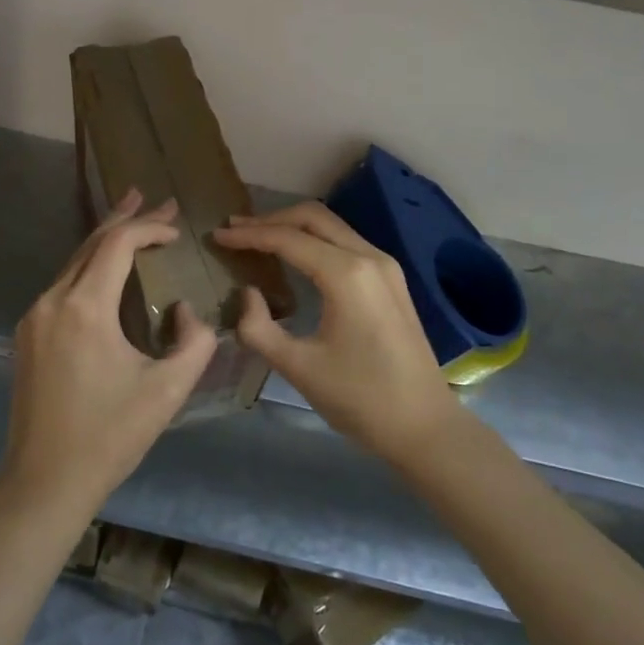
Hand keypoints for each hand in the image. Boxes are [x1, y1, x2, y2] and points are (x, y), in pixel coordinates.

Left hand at [0, 190, 218, 522]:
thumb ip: (194, 341)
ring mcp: (35, 316)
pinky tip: (106, 267)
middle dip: (127, 217)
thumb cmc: (109, 436)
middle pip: (91, 242)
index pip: (117, 244)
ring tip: (133, 216)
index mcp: (84, 308)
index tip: (178, 230)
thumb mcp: (168, 391)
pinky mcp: (28, 333)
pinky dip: (89, 266)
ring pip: (74, 261)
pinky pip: (63, 284)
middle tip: (155, 197)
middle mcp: (53, 300)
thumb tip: (184, 310)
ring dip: (106, 239)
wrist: (43, 481)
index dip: (150, 228)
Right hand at [214, 202, 457, 464]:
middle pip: (312, 217)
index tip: (218, 236)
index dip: (249, 235)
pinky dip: (314, 239)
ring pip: (331, 226)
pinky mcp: (391, 279)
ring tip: (257, 237)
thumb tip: (246, 294)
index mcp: (346, 274)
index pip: (287, 239)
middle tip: (235, 229)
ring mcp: (385, 265)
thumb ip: (259, 328)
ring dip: (293, 226)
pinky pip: (345, 242)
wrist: (425, 427)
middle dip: (270, 219)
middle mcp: (368, 257)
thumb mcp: (299, 368)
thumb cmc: (361, 399)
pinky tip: (294, 256)